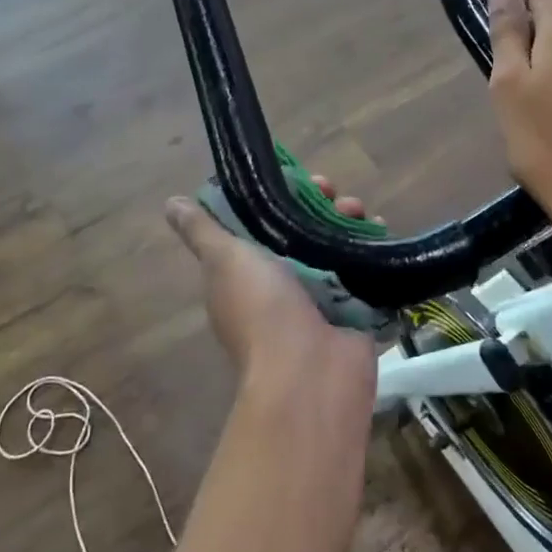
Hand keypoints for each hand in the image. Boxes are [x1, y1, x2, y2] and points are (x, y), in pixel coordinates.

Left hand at [165, 180, 376, 392]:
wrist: (310, 373)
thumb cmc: (262, 309)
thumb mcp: (225, 260)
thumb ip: (202, 231)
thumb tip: (172, 204)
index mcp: (244, 274)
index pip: (260, 222)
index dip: (278, 195)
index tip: (297, 179)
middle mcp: (278, 286)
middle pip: (301, 232)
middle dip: (320, 206)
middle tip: (337, 193)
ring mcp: (317, 300)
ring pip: (333, 248)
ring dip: (347, 223)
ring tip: (364, 213)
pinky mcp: (351, 311)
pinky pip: (361, 272)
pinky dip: (370, 250)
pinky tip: (380, 229)